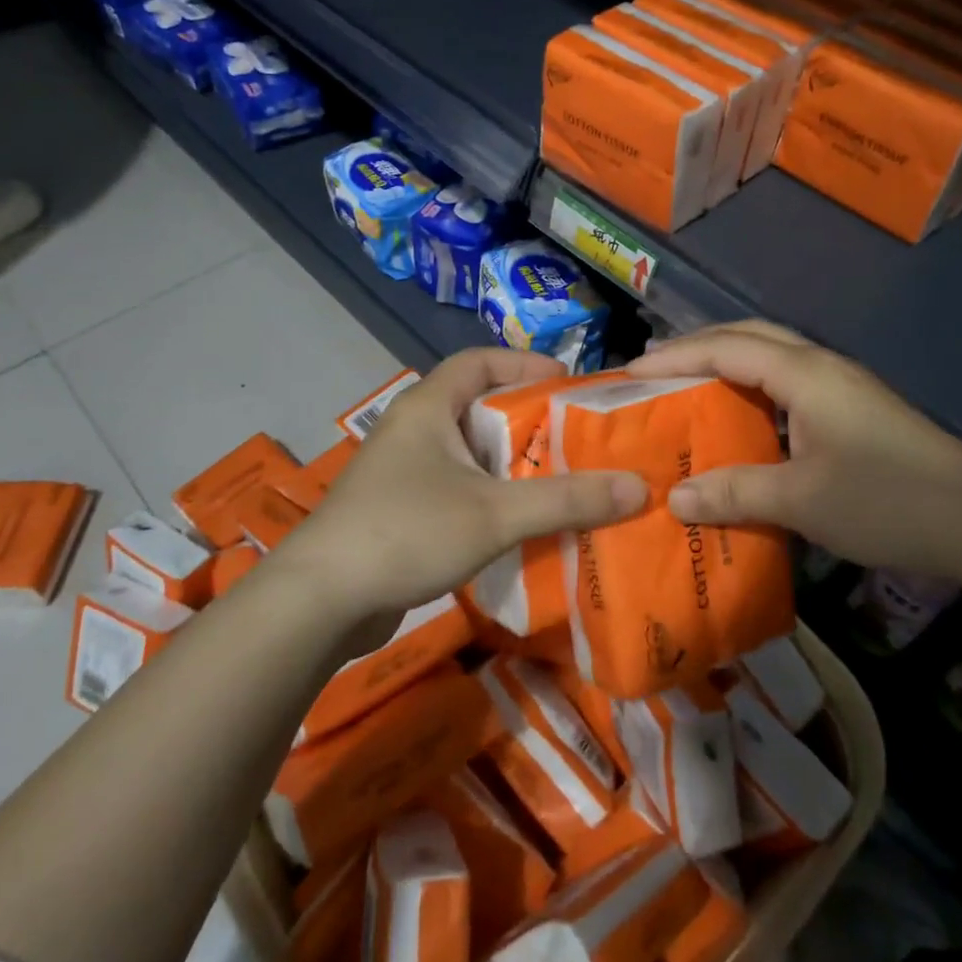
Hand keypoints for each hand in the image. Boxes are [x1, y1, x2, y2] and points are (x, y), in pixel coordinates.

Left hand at [280, 349, 646, 640]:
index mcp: (428, 406)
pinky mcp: (398, 509)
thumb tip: (640, 486)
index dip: (525, 363)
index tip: (569, 382)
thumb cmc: (408, 531)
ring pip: (467, 452)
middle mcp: (412, 429)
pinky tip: (518, 523)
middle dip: (528, 419)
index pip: (479, 361)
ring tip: (560, 480)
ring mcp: (401, 471)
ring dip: (510, 463)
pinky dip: (489, 495)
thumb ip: (567, 499)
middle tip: (576, 438)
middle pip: (478, 406)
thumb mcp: (496, 512)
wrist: (321, 600)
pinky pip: (455, 488)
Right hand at [628, 321, 961, 580]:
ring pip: (772, 358)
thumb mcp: (800, 500)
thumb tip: (675, 499)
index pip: (726, 348)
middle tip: (655, 373)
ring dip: (727, 366)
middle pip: (749, 337)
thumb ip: (734, 492)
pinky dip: (754, 392)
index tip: (630, 374)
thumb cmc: (885, 500)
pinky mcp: (854, 412)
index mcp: (804, 374)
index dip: (675, 357)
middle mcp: (821, 367)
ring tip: (688, 390)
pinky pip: (789, 385)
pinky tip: (742, 423)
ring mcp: (842, 388)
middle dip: (698, 348)